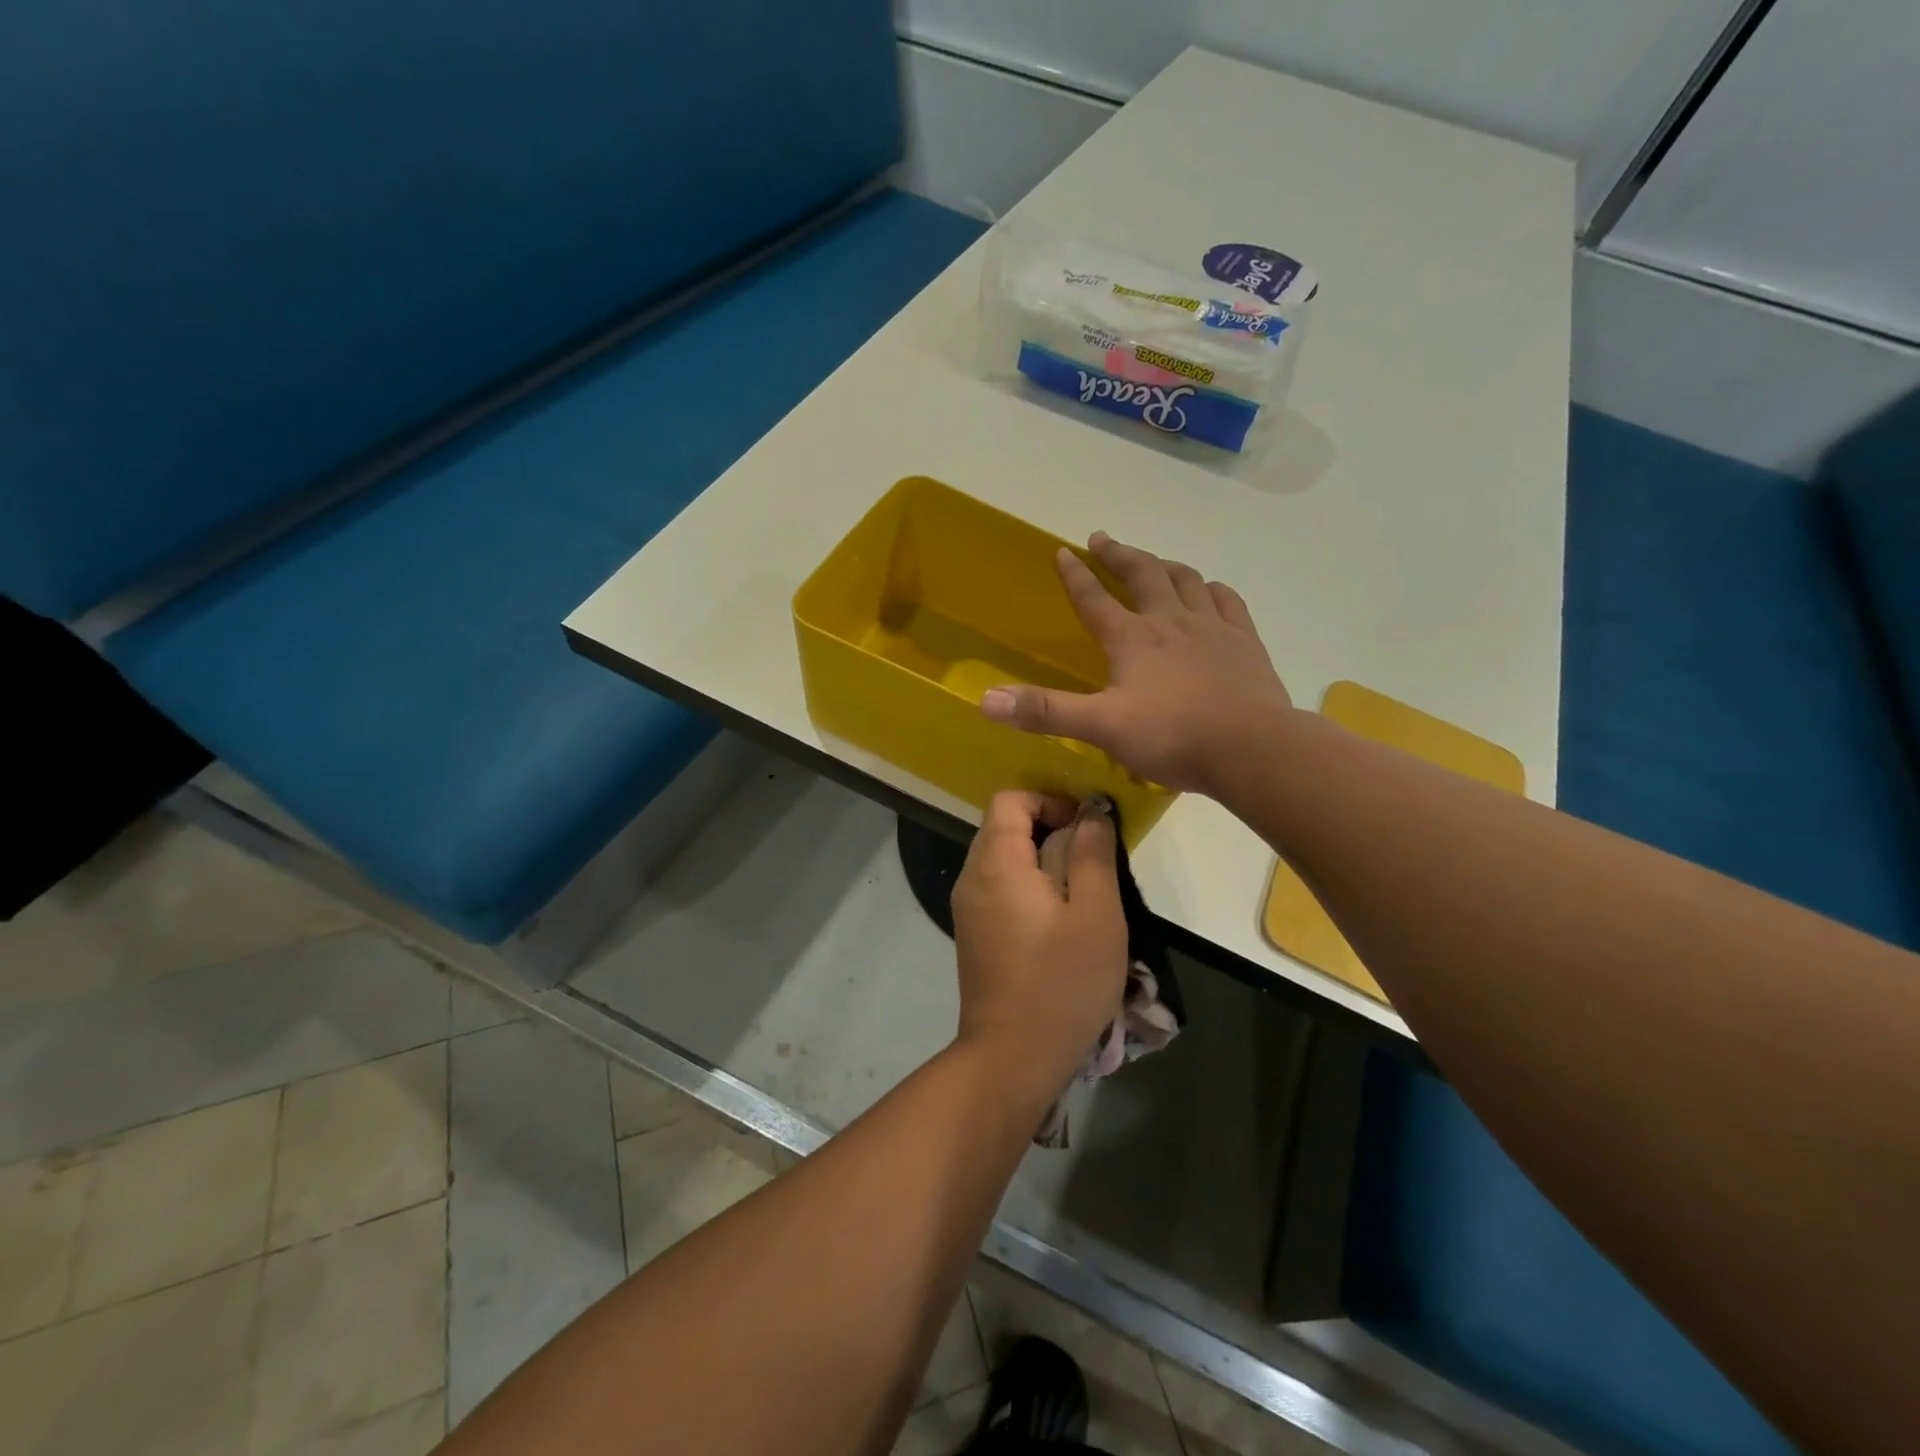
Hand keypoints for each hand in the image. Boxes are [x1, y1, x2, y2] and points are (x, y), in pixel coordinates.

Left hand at [951, 792, 1128, 1102]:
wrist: (1012, 1057)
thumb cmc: (1062, 982)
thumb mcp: (1096, 913)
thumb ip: (1092, 853)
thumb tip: (1090, 812)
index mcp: (996, 863)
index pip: (1009, 800)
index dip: (1049, 801)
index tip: (1085, 828)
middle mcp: (972, 878)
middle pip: (1004, 827)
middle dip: (1049, 830)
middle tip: (1091, 861)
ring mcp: (968, 908)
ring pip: (1002, 859)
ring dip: (1041, 862)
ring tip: (1082, 894)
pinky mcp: (974, 934)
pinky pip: (998, 889)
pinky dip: (1027, 887)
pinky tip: (1058, 923)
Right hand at [979, 533, 1292, 795]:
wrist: (1252, 748)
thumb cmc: (1172, 737)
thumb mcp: (1100, 727)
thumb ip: (1045, 712)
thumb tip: (986, 700)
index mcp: (1132, 639)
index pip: (1095, 599)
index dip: (1075, 575)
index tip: (1063, 551)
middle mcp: (1170, 621)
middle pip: (1142, 574)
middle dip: (1118, 555)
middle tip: (1102, 540)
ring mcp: (1212, 627)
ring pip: (1185, 579)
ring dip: (1163, 565)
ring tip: (1153, 561)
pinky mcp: (1245, 641)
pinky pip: (1226, 600)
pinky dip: (1210, 589)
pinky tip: (1208, 590)